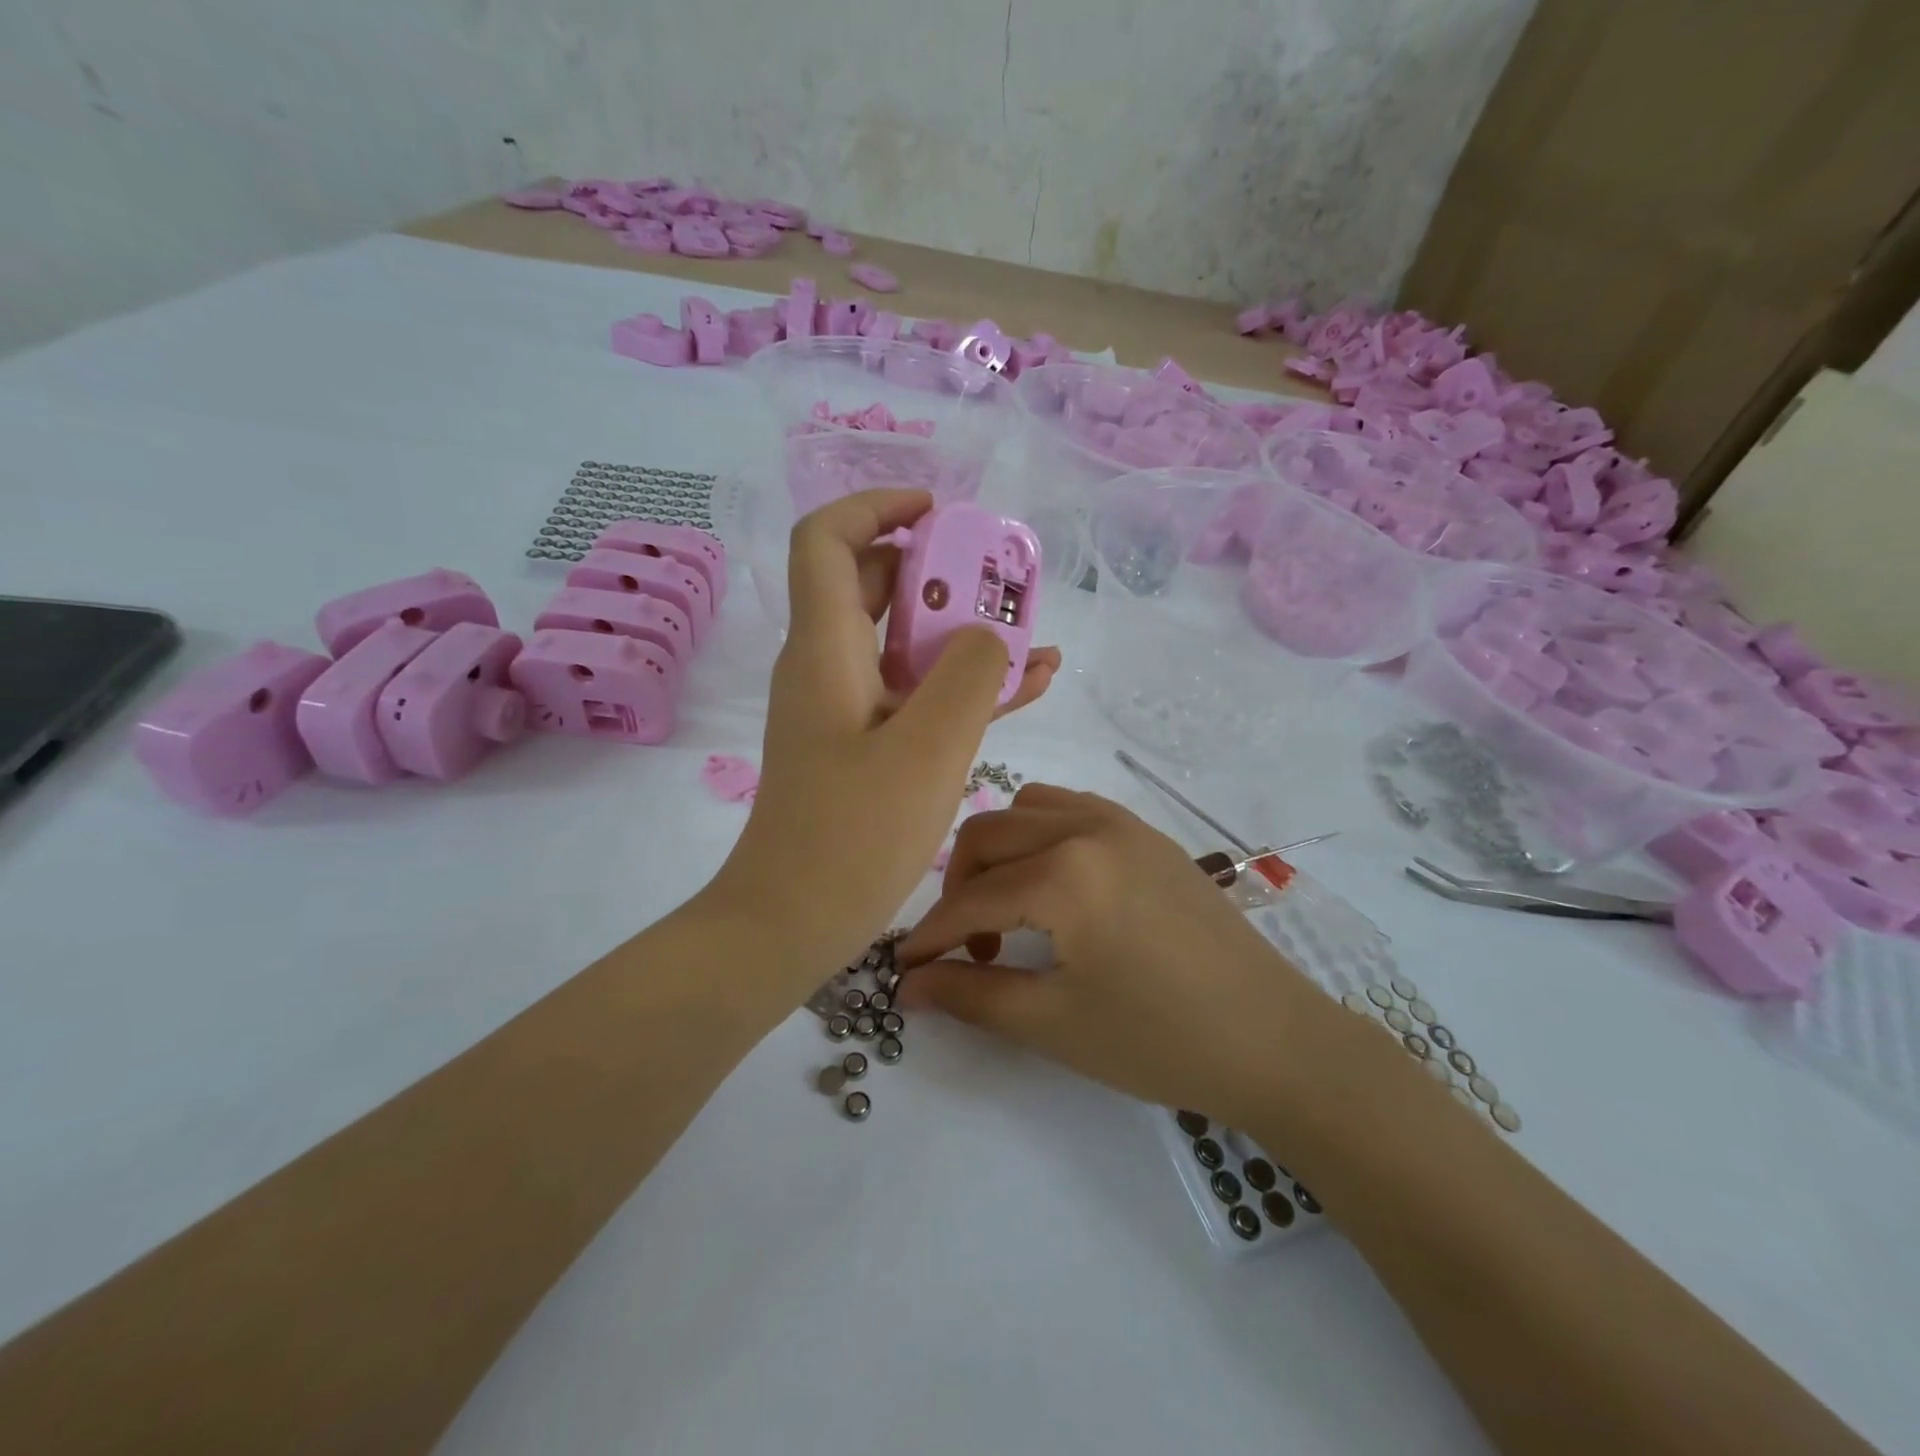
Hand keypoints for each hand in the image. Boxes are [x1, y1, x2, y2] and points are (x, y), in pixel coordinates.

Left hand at [712, 489, 1060, 986]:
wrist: (792, 923)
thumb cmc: (852, 837)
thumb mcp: (928, 750)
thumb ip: (968, 675)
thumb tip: (987, 635)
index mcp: (825, 649)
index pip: (830, 541)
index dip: (877, 508)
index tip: (939, 513)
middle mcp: (828, 666)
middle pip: (876, 585)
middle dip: (941, 571)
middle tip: (1002, 580)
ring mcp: (846, 708)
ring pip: (904, 643)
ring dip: (963, 633)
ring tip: (1032, 637)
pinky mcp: (863, 746)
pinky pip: (915, 694)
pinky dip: (961, 684)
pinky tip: (1027, 686)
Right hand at [897, 785, 1321, 1123]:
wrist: (1274, 1040)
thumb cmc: (1159, 1041)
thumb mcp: (1052, 1024)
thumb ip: (970, 995)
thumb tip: (907, 986)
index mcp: (1065, 872)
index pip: (969, 898)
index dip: (928, 936)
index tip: (902, 969)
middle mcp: (1087, 826)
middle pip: (987, 835)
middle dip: (957, 888)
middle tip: (960, 947)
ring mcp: (1122, 821)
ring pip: (1026, 809)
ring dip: (998, 853)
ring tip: (1006, 911)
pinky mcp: (1147, 832)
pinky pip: (1071, 810)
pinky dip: (1040, 836)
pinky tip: (1052, 886)